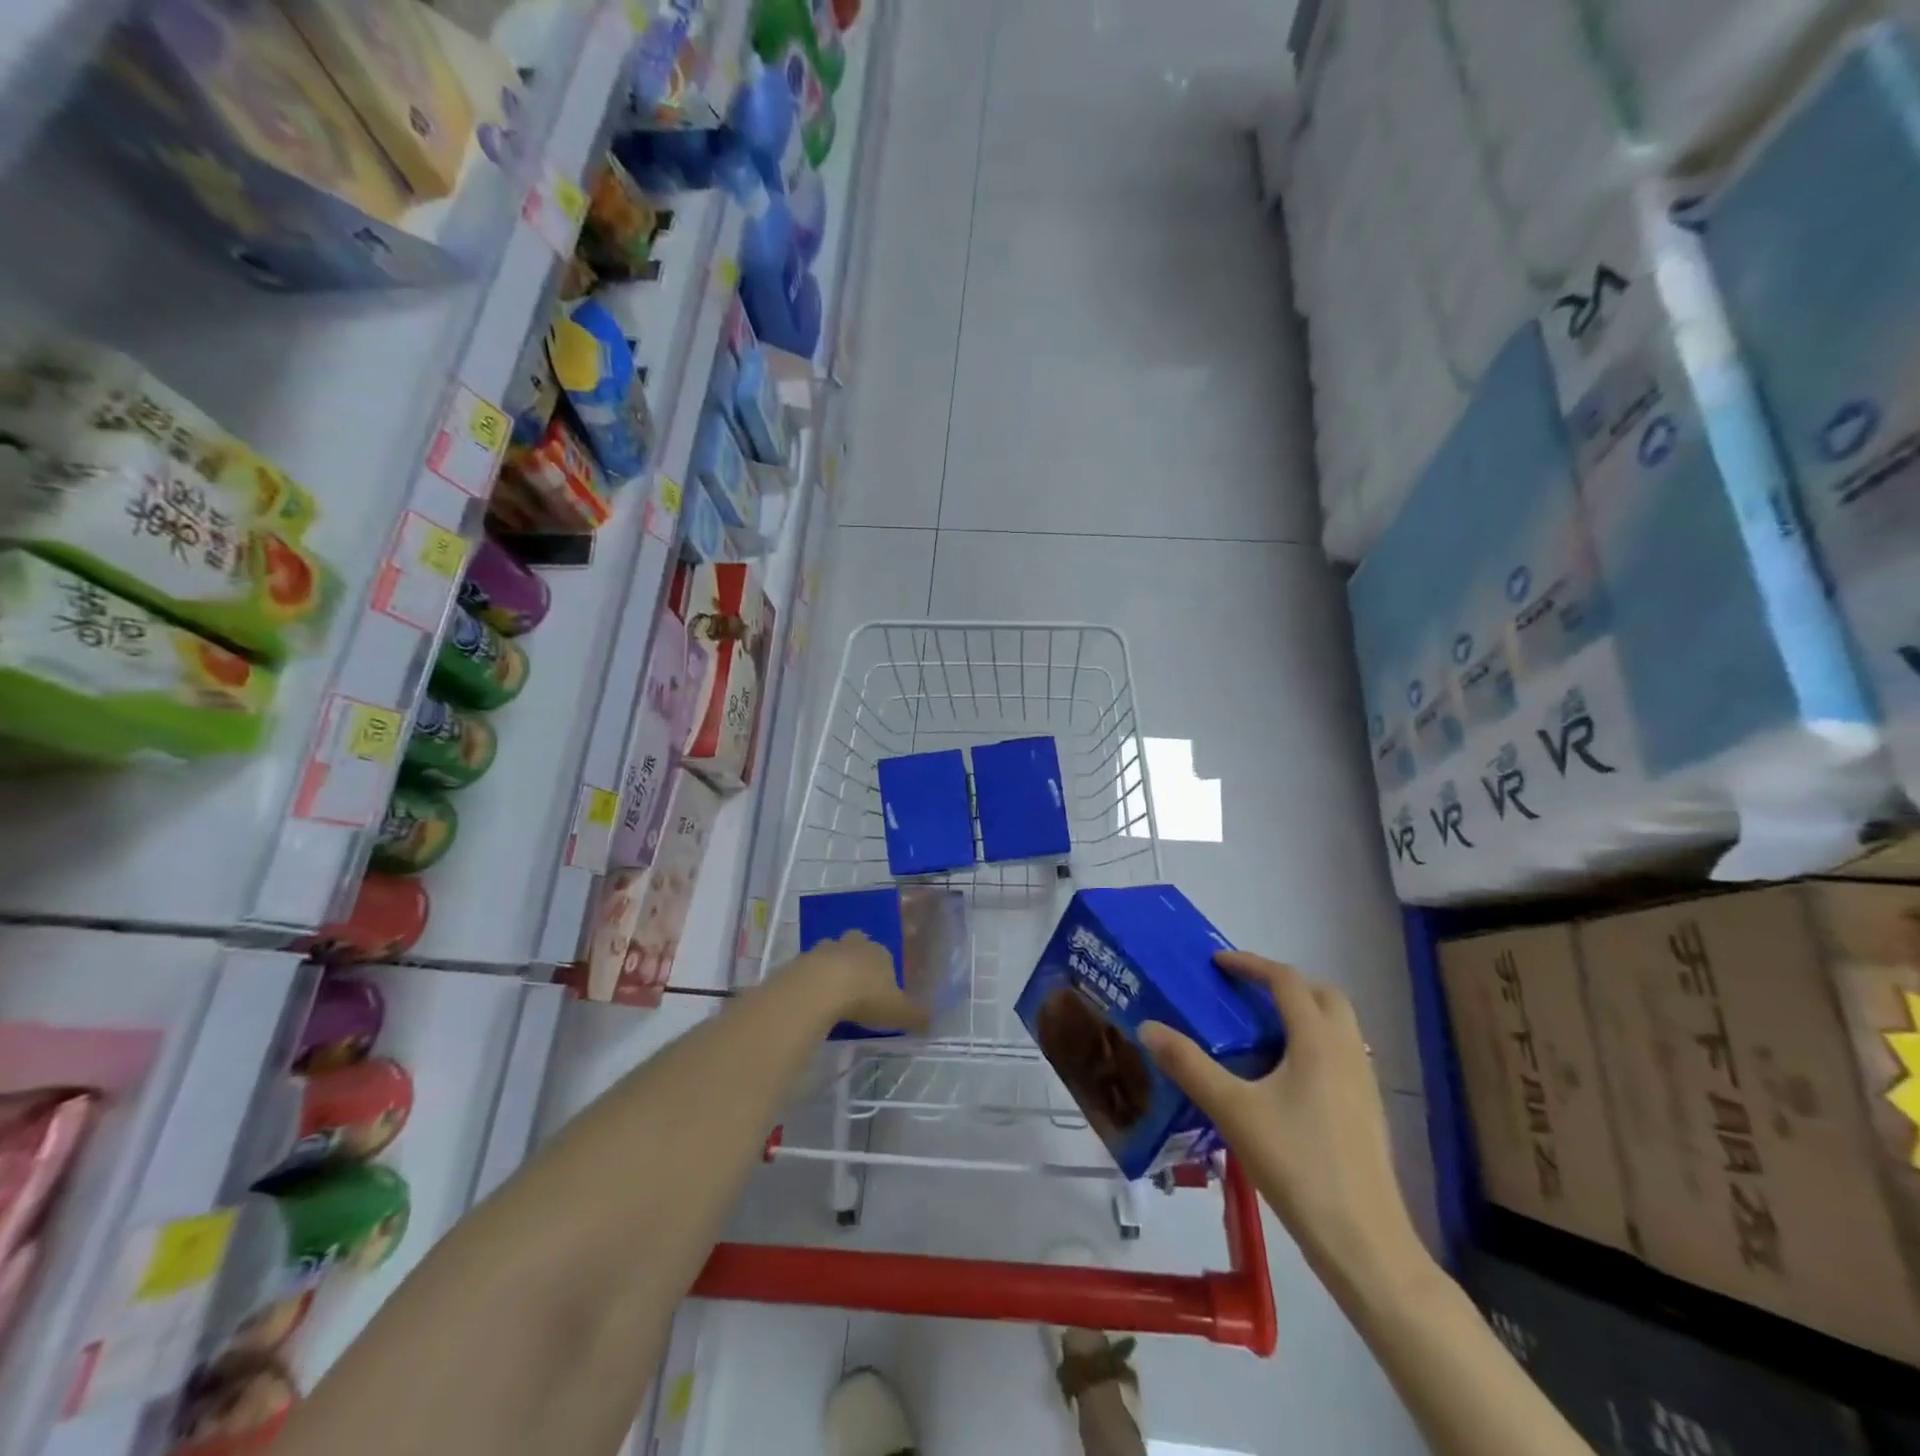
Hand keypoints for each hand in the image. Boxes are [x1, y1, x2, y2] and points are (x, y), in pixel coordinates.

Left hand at [796, 931, 930, 1035]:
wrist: (819, 989)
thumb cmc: (866, 997)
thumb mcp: (899, 1012)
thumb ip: (916, 1016)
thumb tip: (931, 1022)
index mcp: (879, 952)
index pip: (885, 954)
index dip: (883, 971)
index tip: (881, 991)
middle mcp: (853, 944)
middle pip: (856, 946)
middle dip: (856, 961)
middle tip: (856, 986)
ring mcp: (824, 949)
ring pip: (830, 955)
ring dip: (831, 969)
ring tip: (832, 995)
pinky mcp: (801, 961)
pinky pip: (808, 970)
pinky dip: (811, 982)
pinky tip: (812, 1001)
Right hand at [1140, 952, 1426, 1291]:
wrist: (1364, 1242)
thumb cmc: (1297, 1165)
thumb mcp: (1233, 1111)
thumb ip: (1189, 1065)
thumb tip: (1148, 1027)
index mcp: (1317, 1041)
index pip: (1286, 980)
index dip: (1250, 965)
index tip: (1216, 963)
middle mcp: (1346, 1051)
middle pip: (1322, 994)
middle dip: (1283, 984)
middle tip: (1244, 994)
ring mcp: (1364, 1083)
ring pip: (1337, 1025)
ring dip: (1302, 1013)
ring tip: (1259, 1032)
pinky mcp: (1368, 1111)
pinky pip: (1341, 1054)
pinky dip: (1313, 1044)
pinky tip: (1284, 1079)